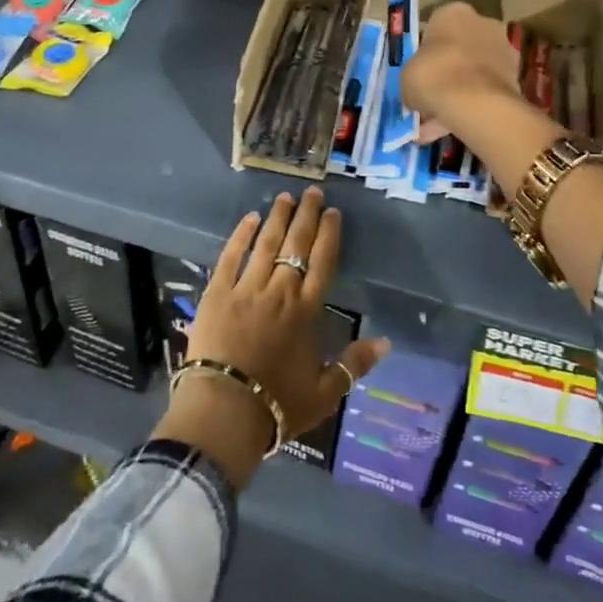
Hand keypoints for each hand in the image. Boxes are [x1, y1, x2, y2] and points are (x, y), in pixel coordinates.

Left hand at [158, 188, 388, 488]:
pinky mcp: (217, 293)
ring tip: (285, 197)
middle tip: (312, 191)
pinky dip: (241, 236)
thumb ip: (354, 364)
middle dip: (306, 216)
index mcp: (305, 311)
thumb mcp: (325, 393)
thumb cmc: (277, 405)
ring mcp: (246, 288)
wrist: (224, 410)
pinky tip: (248, 219)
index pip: (322, 263)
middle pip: (296, 245)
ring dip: (276, 218)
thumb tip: (386, 342)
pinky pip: (230, 256)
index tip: (334, 212)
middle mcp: (279, 291)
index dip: (329, 235)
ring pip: (265, 244)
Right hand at [402, 1, 521, 144]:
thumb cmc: (433, 76)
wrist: (476, 103)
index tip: (419, 71)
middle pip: (459, 47)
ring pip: (474, 71)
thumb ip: (413, 77)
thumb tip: (416, 91)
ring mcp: (504, 49)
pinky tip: (455, 126)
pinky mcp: (516, 77)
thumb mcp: (406, 76)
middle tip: (430, 94)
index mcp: (453, 12)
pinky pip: (486, 89)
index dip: (425, 51)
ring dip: (460, 90)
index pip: (436, 26)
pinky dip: (473, 105)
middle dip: (447, 70)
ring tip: (439, 120)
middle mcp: (483, 23)